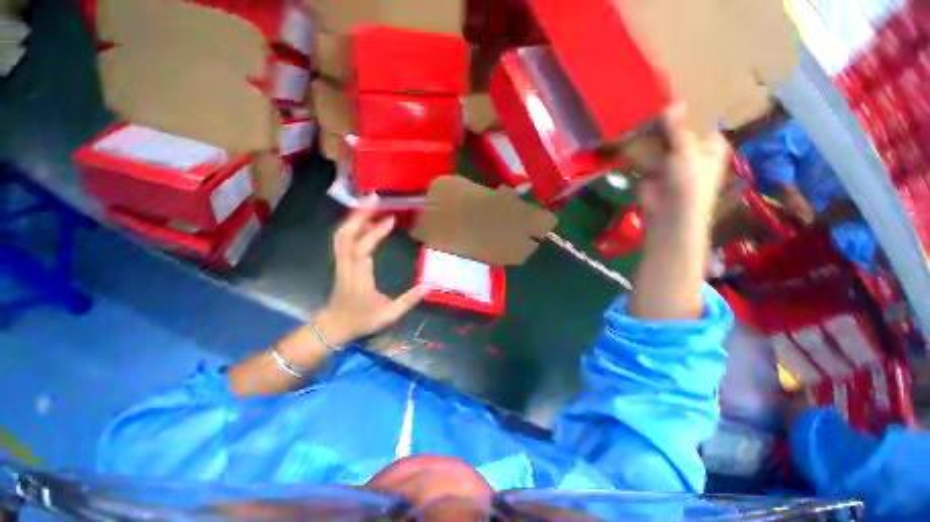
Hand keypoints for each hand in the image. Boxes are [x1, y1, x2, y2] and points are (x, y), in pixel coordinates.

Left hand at [316, 204, 427, 344]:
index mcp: (359, 278)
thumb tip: (429, 285)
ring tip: (369, 204)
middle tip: (374, 198)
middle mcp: (346, 266)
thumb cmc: (362, 321)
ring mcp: (340, 263)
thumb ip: (409, 301)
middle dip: (358, 215)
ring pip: (341, 235)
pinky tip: (364, 219)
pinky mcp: (340, 262)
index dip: (375, 233)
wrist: (334, 327)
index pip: (363, 250)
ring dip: (354, 217)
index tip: (390, 219)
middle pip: (345, 235)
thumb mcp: (389, 315)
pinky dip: (352, 225)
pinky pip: (343, 239)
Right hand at [638, 104, 731, 223]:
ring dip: (649, 132)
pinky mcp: (652, 170)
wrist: (668, 214)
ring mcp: (670, 161)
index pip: (700, 121)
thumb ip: (678, 128)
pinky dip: (638, 147)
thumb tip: (674, 103)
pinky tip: (629, 133)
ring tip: (638, 113)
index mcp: (710, 145)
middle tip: (651, 102)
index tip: (673, 95)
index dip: (688, 110)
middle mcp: (691, 151)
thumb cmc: (688, 182)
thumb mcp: (686, 151)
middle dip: (664, 121)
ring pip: (659, 142)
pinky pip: (645, 154)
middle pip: (677, 131)